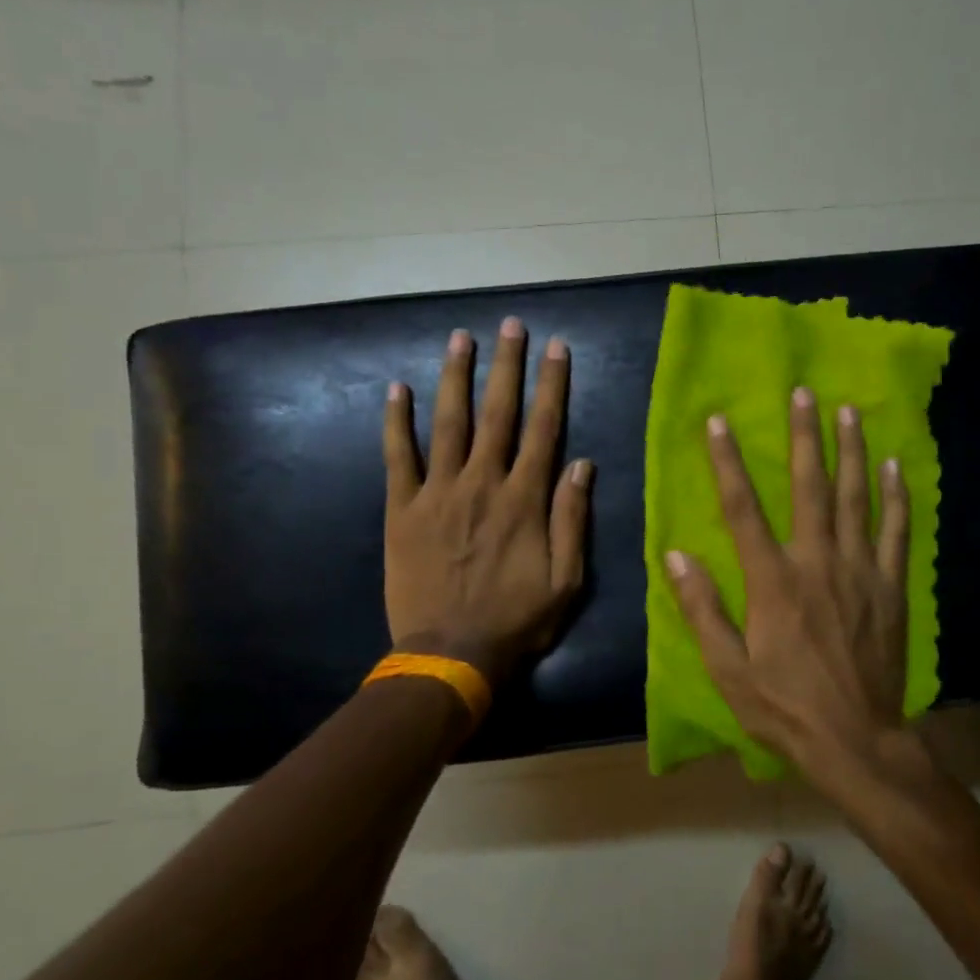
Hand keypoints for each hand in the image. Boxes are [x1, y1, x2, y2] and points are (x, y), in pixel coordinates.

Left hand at [383, 318, 591, 683]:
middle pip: (498, 412)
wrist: (449, 655)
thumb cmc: (515, 621)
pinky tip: (397, 389)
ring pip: (449, 422)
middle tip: (510, 325)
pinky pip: (398, 456)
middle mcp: (483, 483)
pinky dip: (396, 422)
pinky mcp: (402, 509)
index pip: (544, 428)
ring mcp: (438, 493)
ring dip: (455, 377)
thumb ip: (572, 519)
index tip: (556, 348)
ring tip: (460, 338)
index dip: (552, 385)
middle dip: (507, 365)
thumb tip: (582, 463)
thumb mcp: (566, 580)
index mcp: (524, 499)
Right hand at [664, 388, 910, 775]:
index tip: (718, 423)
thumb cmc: (784, 707)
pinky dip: (896, 497)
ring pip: (856, 498)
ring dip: (851, 452)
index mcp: (773, 581)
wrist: (857, 741)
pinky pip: (896, 532)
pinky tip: (896, 466)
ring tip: (849, 412)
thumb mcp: (728, 669)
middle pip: (810, 487)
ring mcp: (860, 572)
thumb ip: (703, 609)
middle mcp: (817, 563)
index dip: (728, 463)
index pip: (744, 509)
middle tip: (804, 393)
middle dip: (805, 437)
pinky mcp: (890, 587)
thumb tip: (676, 556)